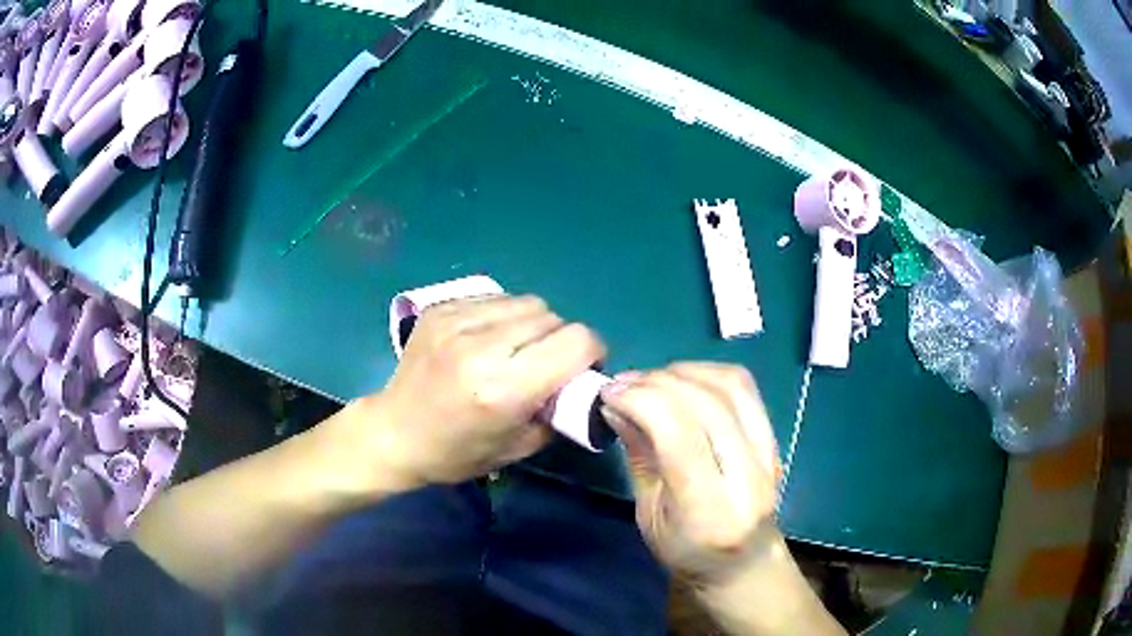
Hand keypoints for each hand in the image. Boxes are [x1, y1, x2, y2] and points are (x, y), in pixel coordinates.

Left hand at [357, 294, 605, 487]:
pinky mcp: (440, 309)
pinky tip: (488, 339)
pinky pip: (496, 298)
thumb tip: (581, 381)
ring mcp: (456, 322)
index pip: (576, 341)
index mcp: (503, 389)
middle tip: (546, 364)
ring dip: (534, 325)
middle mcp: (481, 348)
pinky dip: (504, 316)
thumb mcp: (519, 448)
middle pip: (554, 318)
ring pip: (527, 302)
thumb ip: (559, 411)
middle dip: (561, 340)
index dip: (591, 352)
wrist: (394, 432)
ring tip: (516, 349)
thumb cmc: (457, 453)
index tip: (582, 369)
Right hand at [600, 363, 780, 584]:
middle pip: (707, 403)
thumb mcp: (648, 515)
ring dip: (684, 372)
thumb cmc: (687, 551)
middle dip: (657, 382)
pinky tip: (683, 380)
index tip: (609, 393)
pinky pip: (745, 388)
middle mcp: (747, 476)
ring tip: (651, 380)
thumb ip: (639, 457)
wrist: (744, 562)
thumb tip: (618, 404)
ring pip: (731, 387)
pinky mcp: (774, 438)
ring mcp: (768, 453)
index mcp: (709, 509)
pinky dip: (708, 373)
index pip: (680, 433)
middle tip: (623, 383)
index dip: (642, 400)